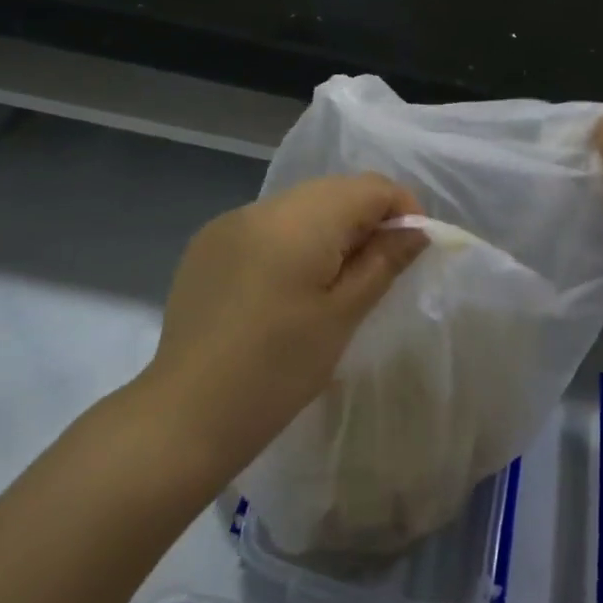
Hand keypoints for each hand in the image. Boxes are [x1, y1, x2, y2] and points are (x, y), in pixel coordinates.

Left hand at [145, 175, 427, 467]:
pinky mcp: (207, 244)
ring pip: (300, 205)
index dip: (403, 209)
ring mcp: (229, 222)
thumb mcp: (343, 315)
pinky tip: (285, 286)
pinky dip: (292, 240)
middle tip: (378, 270)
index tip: (412, 250)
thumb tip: (416, 229)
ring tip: (333, 282)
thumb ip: (384, 261)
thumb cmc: (278, 370)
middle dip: (366, 219)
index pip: (370, 187)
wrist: (186, 415)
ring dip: (329, 229)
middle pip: (334, 190)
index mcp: (300, 220)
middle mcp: (262, 206)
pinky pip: (267, 225)